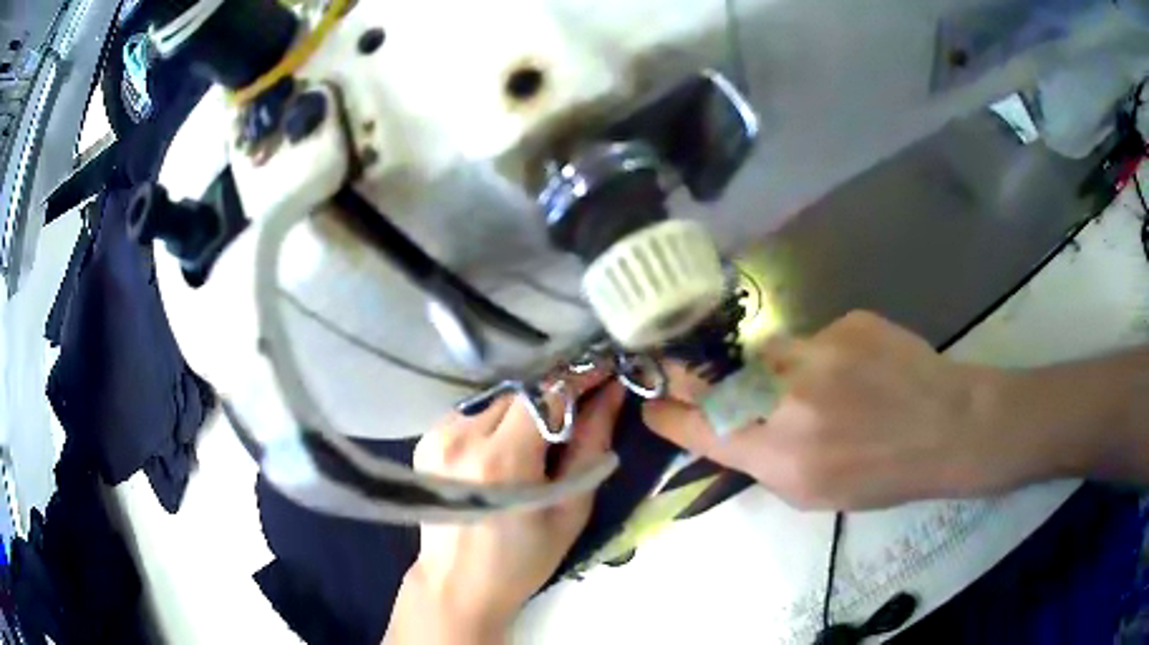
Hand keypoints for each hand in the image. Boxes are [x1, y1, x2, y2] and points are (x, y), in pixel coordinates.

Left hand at [387, 373, 624, 643]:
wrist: (457, 583)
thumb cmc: (523, 559)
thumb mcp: (571, 510)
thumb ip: (591, 445)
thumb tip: (611, 392)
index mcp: (499, 461)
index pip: (545, 393)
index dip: (579, 377)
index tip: (607, 368)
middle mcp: (460, 437)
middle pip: (520, 390)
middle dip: (555, 392)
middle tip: (584, 405)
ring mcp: (436, 435)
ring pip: (497, 397)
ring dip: (526, 406)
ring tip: (543, 434)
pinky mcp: (426, 438)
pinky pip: (475, 411)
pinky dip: (499, 418)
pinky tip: (508, 444)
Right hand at [643, 311, 1009, 509]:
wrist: (947, 428)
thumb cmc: (882, 475)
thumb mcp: (813, 493)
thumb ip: (765, 460)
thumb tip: (731, 428)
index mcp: (781, 459)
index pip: (700, 429)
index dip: (667, 414)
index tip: (650, 403)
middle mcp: (791, 403)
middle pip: (717, 377)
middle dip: (698, 378)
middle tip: (696, 375)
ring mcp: (820, 355)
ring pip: (764, 353)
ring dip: (770, 369)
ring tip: (812, 386)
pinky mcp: (846, 323)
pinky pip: (811, 338)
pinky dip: (819, 356)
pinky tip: (852, 371)